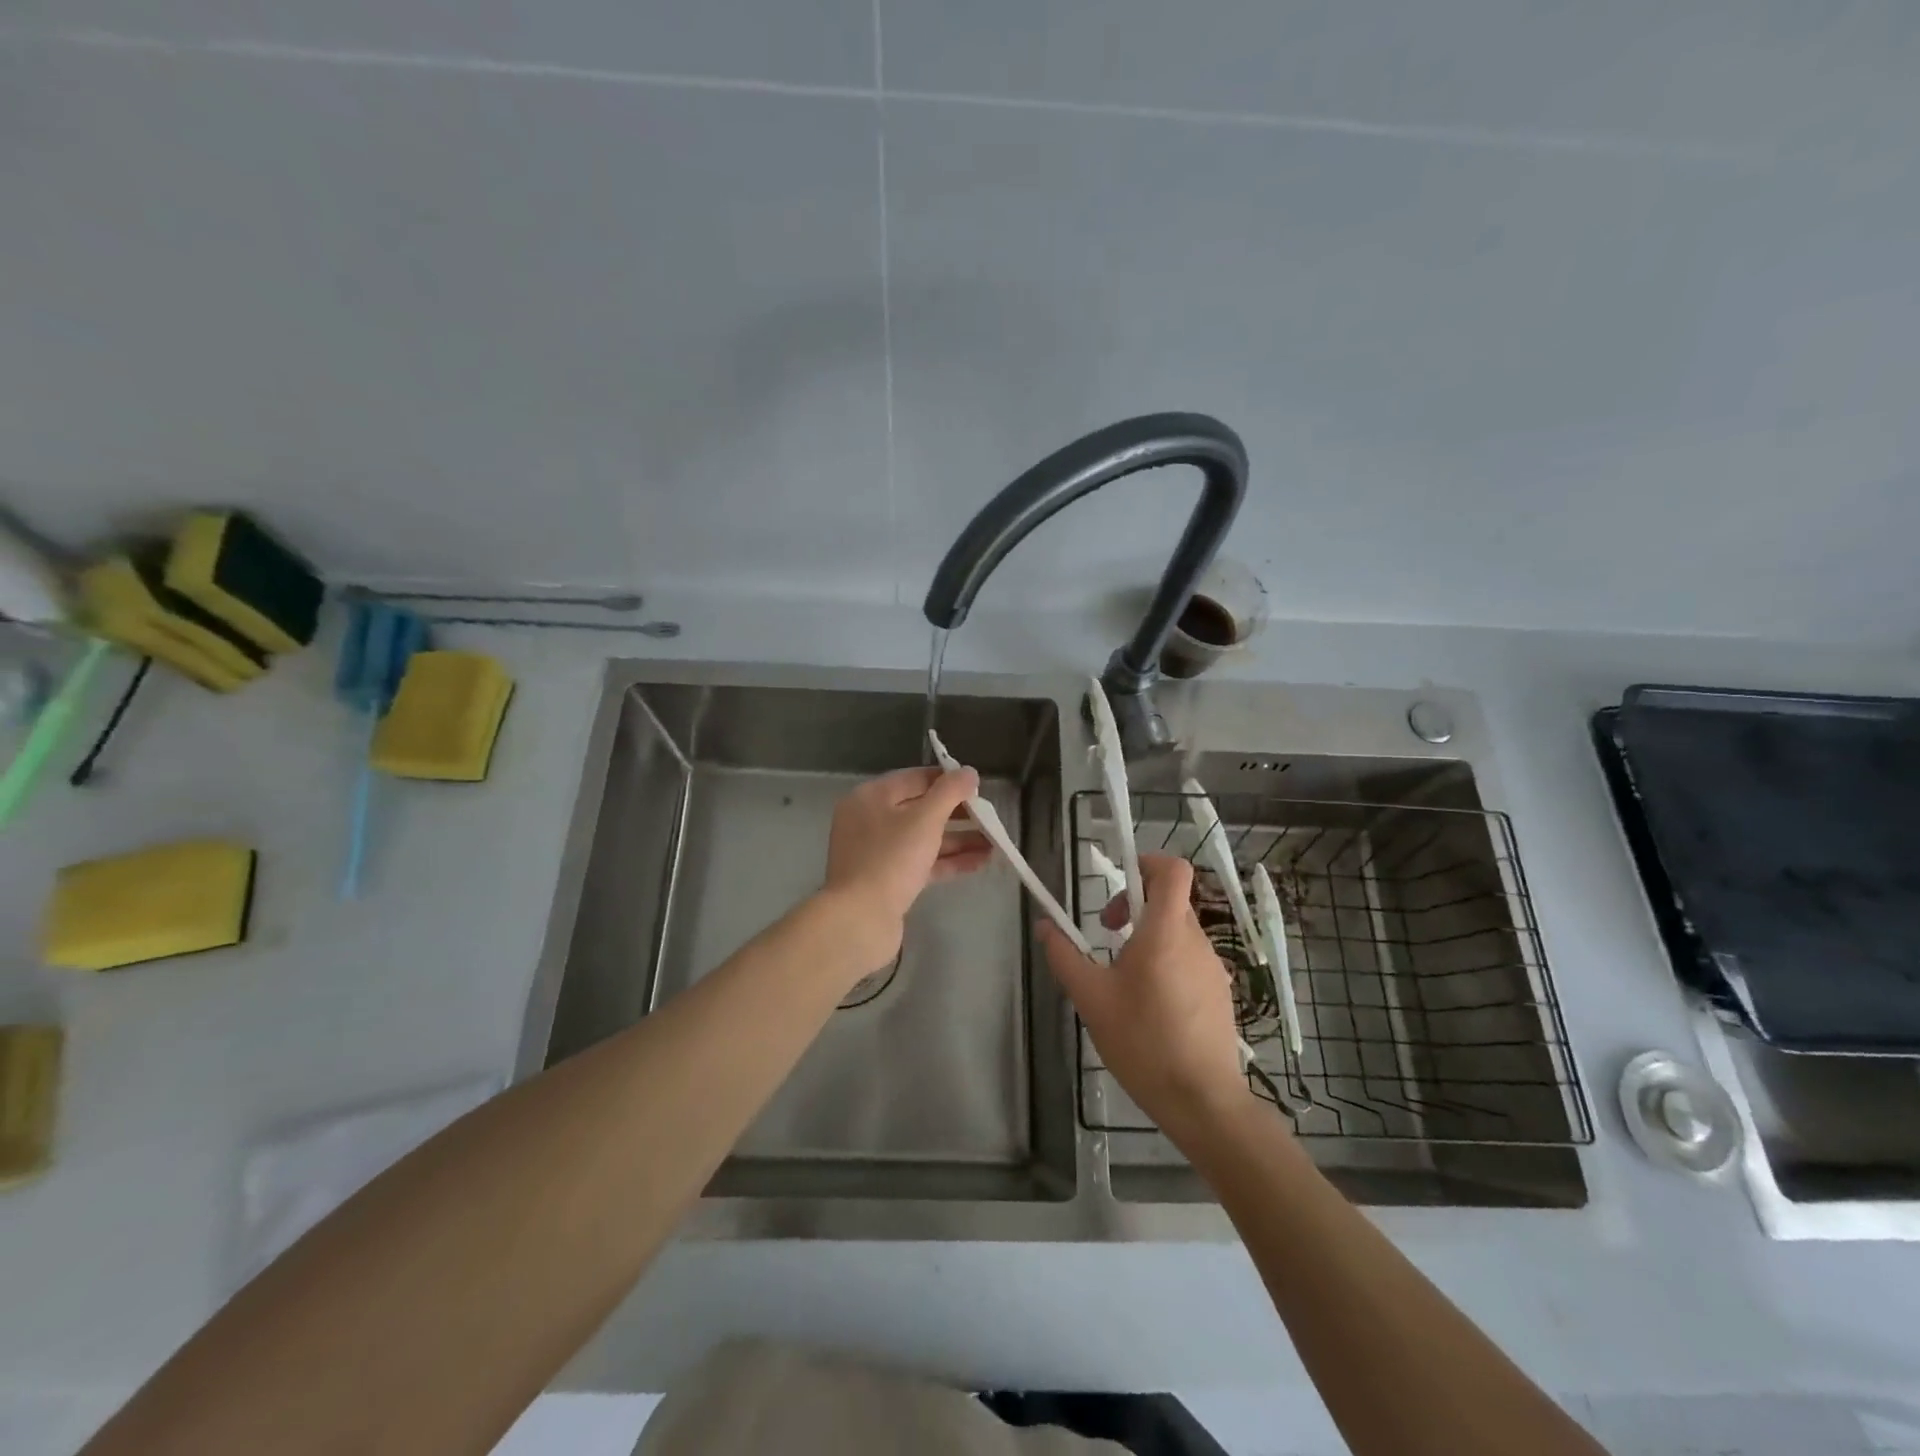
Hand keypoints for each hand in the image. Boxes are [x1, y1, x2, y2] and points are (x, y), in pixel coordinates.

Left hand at [822, 766, 989, 970]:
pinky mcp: (887, 881)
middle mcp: (870, 821)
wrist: (860, 921)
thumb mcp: (925, 819)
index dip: (948, 780)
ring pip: (924, 838)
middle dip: (957, 814)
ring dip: (958, 839)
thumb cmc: (890, 860)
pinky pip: (922, 862)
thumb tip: (969, 772)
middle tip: (989, 817)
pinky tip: (980, 862)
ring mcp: (878, 853)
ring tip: (995, 842)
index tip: (978, 787)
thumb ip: (950, 792)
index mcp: (871, 797)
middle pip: (920, 809)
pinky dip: (948, 860)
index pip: (915, 778)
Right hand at [1038, 853, 1254, 1141]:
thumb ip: (1065, 956)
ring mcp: (1213, 967)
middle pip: (1170, 900)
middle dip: (1135, 906)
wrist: (1202, 1101)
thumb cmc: (1142, 1041)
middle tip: (1109, 935)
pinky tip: (1150, 1006)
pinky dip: (1168, 963)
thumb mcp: (1091, 998)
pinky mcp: (1220, 993)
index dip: (1147, 862)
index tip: (1120, 881)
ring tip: (1125, 978)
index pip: (1174, 870)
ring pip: (1179, 932)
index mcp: (1165, 932)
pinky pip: (1191, 960)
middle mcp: (1196, 941)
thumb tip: (1044, 925)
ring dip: (1150, 938)